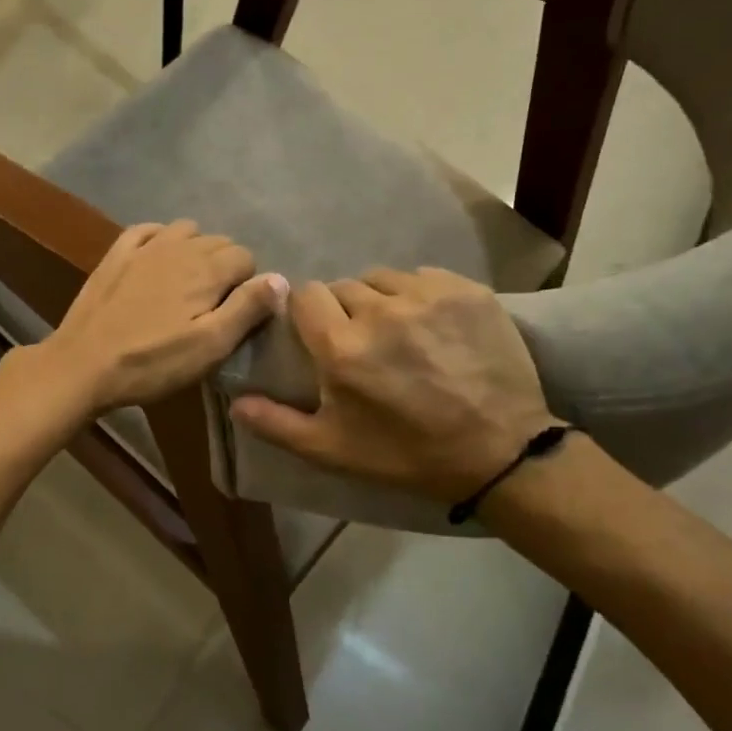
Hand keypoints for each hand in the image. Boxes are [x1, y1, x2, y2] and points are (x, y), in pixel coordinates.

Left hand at [35, 221, 287, 414]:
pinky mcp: (115, 254)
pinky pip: (147, 230)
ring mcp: (144, 246)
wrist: (84, 363)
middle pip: (218, 242)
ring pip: (185, 231)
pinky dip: (160, 238)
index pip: (246, 258)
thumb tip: (280, 278)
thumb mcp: (209, 346)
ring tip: (187, 284)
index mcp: (206, 269)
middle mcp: (179, 246)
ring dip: (195, 250)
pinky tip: (157, 260)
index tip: (235, 314)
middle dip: (224, 267)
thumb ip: (247, 309)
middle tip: (212, 306)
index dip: (247, 285)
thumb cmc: (153, 362)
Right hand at [229, 267, 558, 502]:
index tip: (320, 336)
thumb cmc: (405, 453)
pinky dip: (419, 296)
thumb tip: (233, 402)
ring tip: (398, 331)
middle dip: (345, 311)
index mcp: (341, 346)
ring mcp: (427, 296)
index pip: (305, 295)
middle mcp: (379, 310)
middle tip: (362, 344)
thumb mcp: (331, 450)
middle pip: (343, 287)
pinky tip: (431, 325)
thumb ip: (276, 423)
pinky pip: (424, 278)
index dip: (308, 314)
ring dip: (381, 300)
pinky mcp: (467, 291)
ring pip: (383, 279)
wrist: (498, 451)